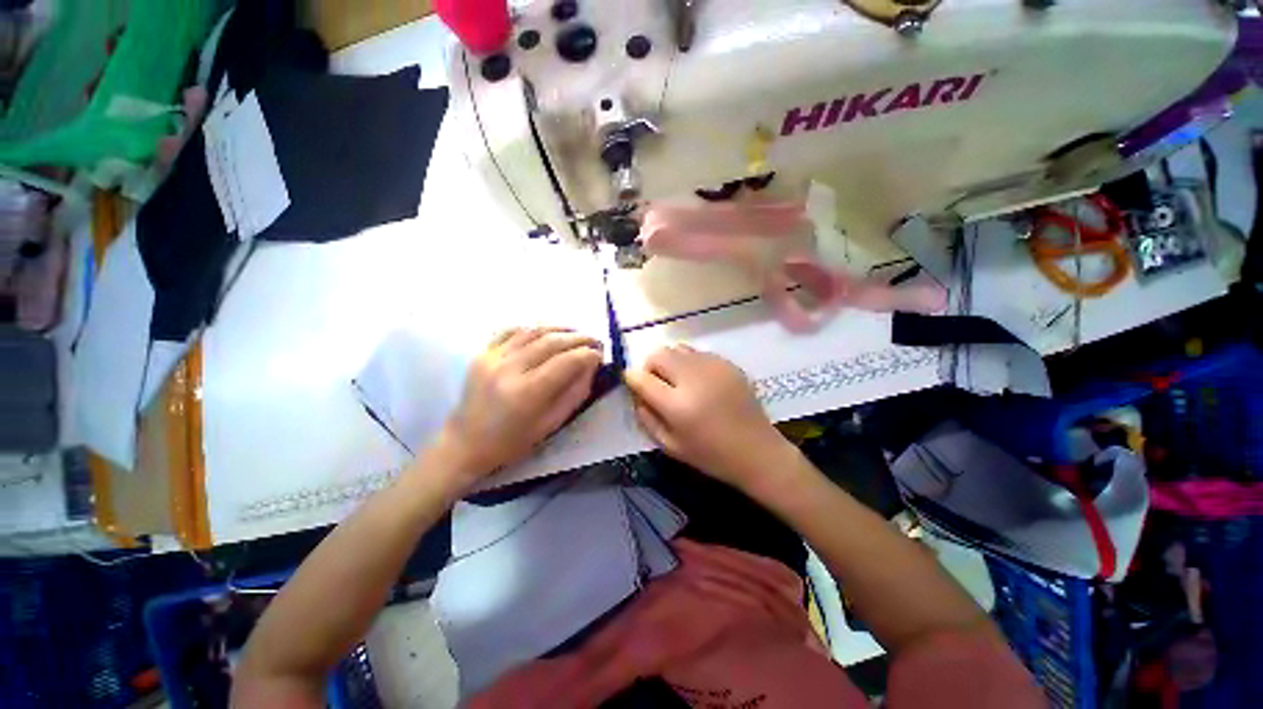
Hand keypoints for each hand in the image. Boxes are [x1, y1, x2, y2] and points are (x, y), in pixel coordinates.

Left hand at [438, 327, 601, 484]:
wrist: (466, 443)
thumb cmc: (512, 442)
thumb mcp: (552, 424)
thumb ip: (575, 392)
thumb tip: (591, 365)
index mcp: (526, 393)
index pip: (566, 362)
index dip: (588, 354)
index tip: (601, 355)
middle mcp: (509, 369)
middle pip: (552, 341)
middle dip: (579, 338)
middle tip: (595, 341)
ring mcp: (492, 357)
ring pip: (534, 330)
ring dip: (560, 329)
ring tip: (576, 334)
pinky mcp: (483, 352)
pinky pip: (512, 330)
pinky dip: (534, 328)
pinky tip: (547, 332)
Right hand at [624, 344, 793, 491]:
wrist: (757, 450)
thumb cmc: (711, 455)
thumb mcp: (670, 446)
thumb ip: (646, 418)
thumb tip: (636, 394)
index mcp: (677, 404)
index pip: (641, 377)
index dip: (632, 378)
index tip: (633, 384)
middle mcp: (694, 378)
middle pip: (658, 354)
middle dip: (650, 367)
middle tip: (657, 384)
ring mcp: (713, 367)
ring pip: (677, 349)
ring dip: (670, 362)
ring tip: (679, 382)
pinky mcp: (727, 363)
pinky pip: (697, 353)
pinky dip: (690, 363)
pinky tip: (700, 383)